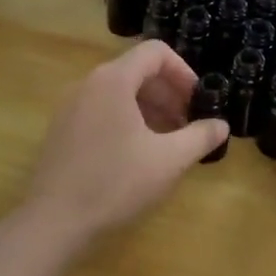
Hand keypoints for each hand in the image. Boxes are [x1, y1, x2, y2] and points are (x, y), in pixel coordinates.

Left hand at [11, 41, 229, 266]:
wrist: (53, 223)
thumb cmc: (115, 184)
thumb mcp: (169, 161)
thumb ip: (200, 137)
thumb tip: (222, 125)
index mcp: (113, 81)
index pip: (155, 52)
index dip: (184, 72)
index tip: (197, 101)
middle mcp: (88, 84)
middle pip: (137, 71)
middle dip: (168, 93)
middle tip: (187, 124)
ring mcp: (70, 106)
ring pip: (119, 92)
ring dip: (149, 108)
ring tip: (167, 142)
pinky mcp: (62, 129)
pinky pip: (101, 109)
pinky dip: (126, 120)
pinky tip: (137, 154)